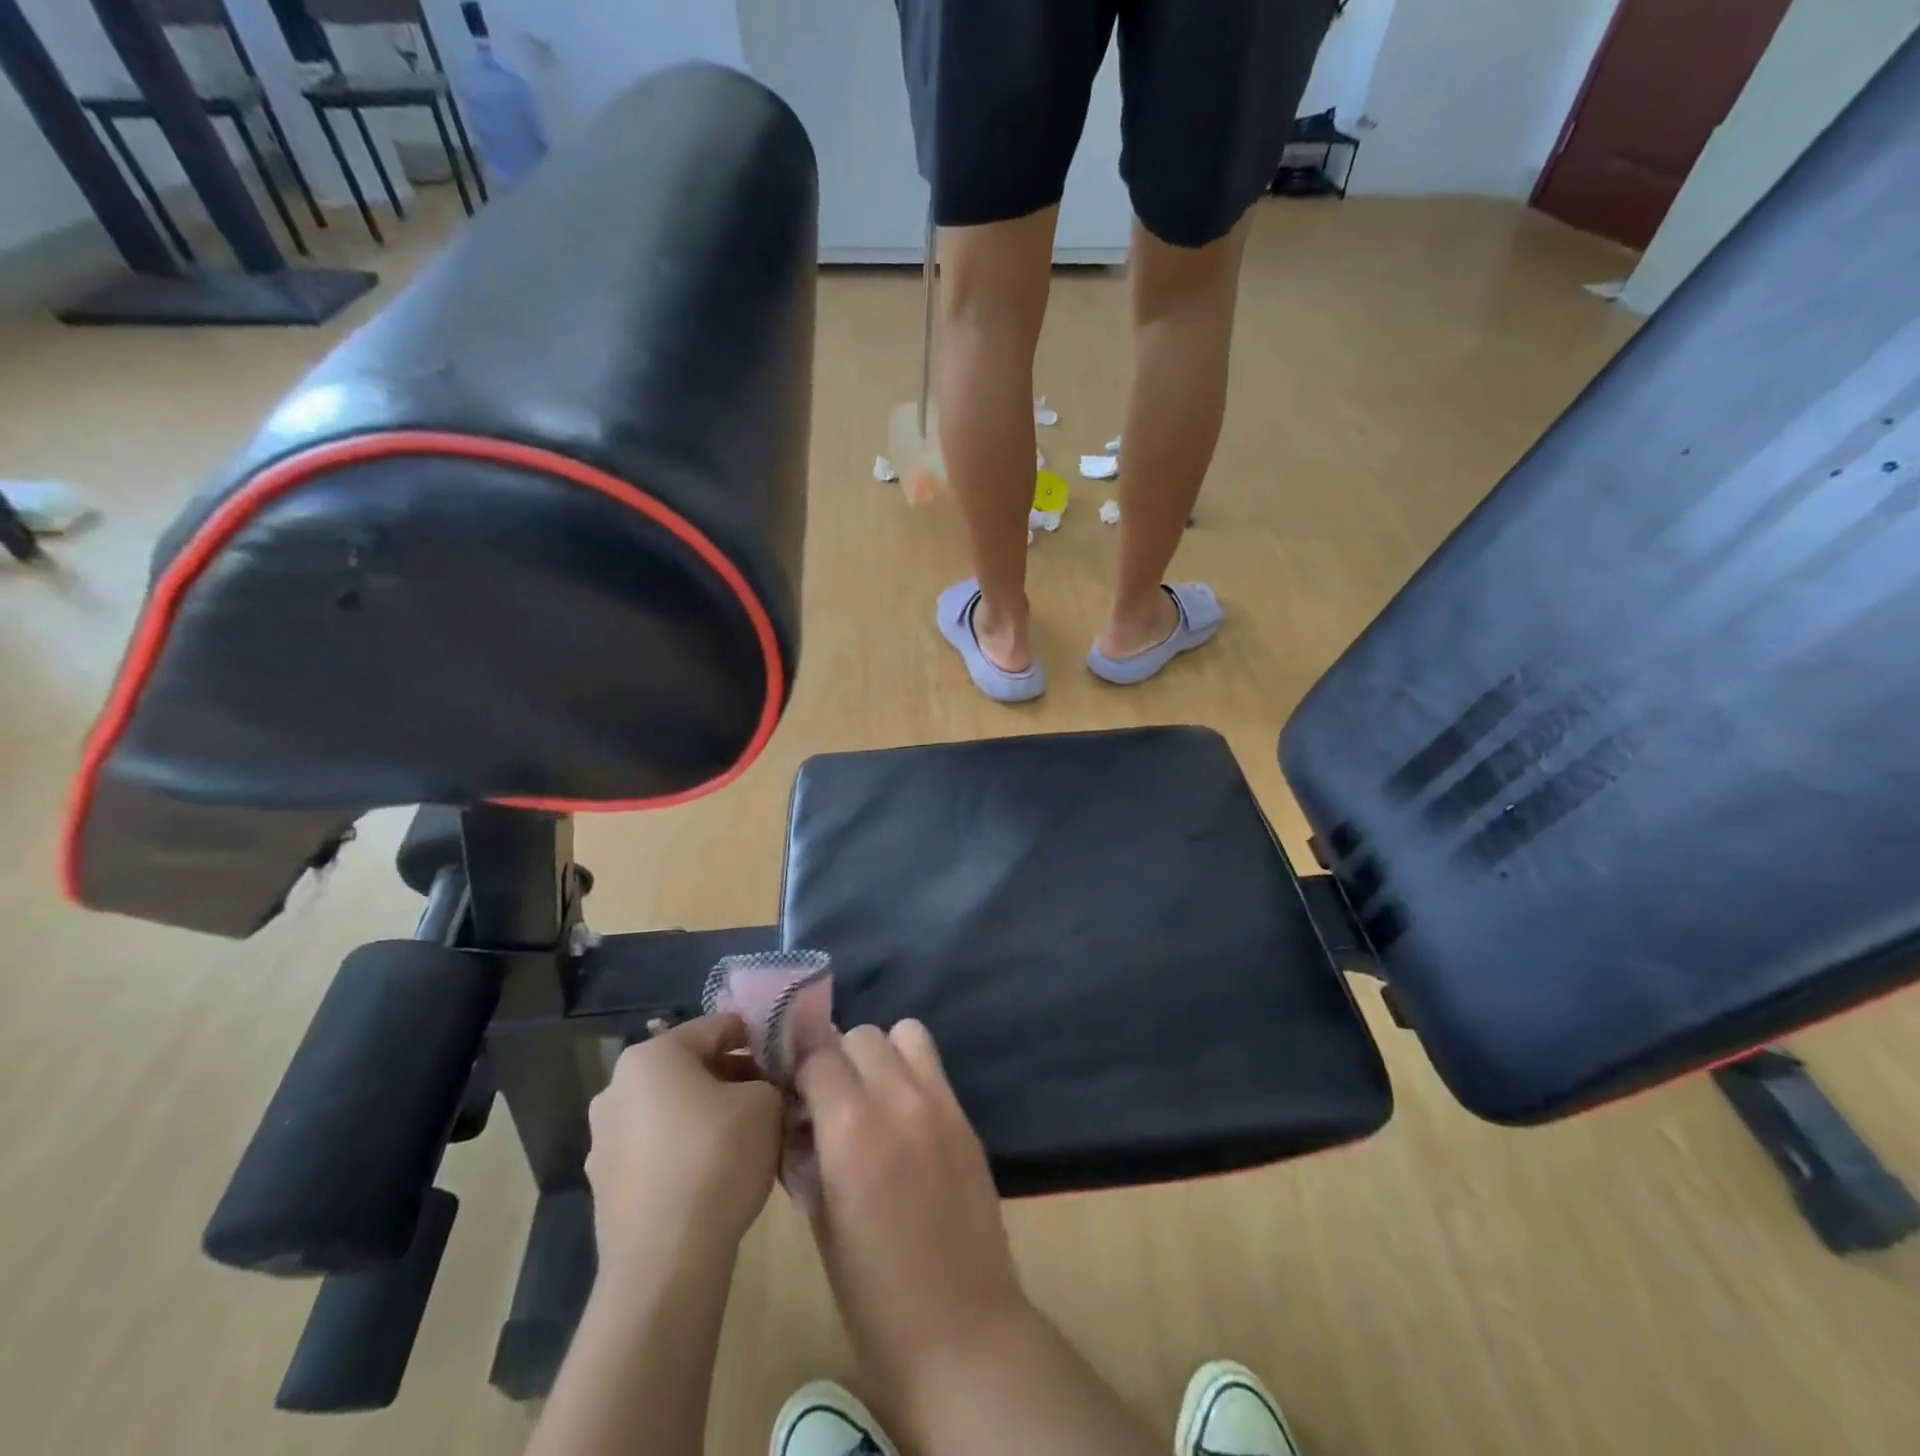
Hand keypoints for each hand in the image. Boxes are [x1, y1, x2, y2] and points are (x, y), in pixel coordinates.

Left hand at [585, 1015, 783, 1280]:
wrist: (666, 1261)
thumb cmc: (717, 1157)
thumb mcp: (766, 1103)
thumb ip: (769, 1081)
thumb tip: (763, 1088)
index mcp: (651, 1056)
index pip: (714, 1028)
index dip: (754, 1037)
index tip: (781, 1056)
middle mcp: (616, 1089)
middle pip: (688, 1069)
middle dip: (730, 1077)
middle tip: (769, 1095)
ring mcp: (603, 1141)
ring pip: (670, 1110)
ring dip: (706, 1114)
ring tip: (746, 1136)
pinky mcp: (605, 1187)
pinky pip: (656, 1150)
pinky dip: (685, 1150)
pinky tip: (716, 1173)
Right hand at [797, 1021, 1028, 1398]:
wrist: (962, 1331)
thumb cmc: (874, 1297)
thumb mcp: (821, 1223)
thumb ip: (809, 1153)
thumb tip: (801, 1117)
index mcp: (852, 1131)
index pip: (816, 1055)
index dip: (799, 1068)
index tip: (792, 1090)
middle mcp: (898, 1100)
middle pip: (860, 1034)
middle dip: (837, 1058)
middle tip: (830, 1098)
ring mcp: (940, 1103)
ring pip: (904, 1033)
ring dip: (880, 1054)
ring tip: (872, 1096)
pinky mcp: (966, 1115)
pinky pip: (933, 1064)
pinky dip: (912, 1071)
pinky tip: (904, 1115)